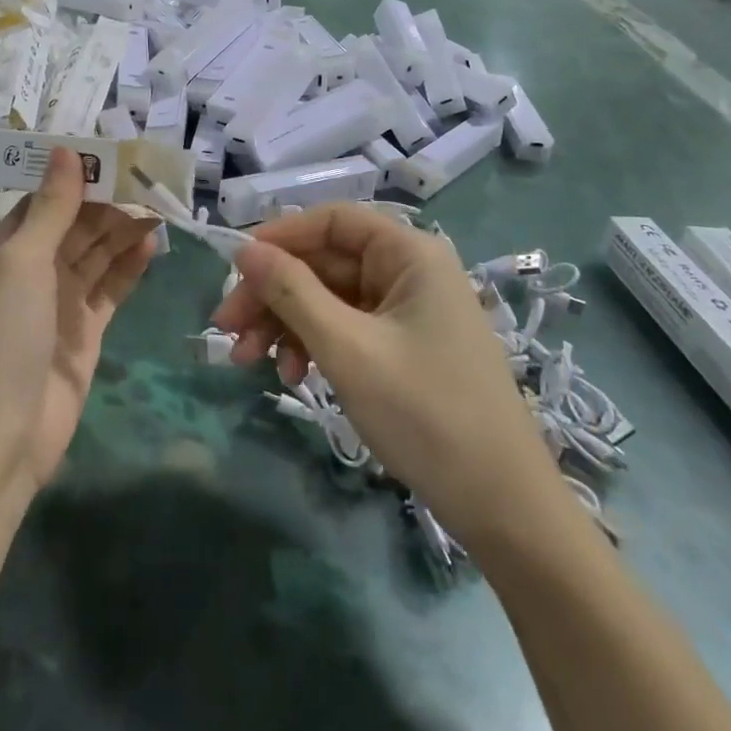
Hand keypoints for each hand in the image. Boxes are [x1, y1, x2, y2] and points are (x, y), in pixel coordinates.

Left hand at [0, 149, 159, 490]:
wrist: (0, 436)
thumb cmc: (2, 337)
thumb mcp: (23, 262)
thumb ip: (51, 208)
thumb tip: (65, 150)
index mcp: (4, 247)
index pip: (44, 199)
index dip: (75, 177)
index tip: (112, 153)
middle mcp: (31, 269)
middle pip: (74, 224)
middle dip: (108, 202)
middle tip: (149, 179)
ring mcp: (59, 301)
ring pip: (96, 254)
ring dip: (122, 230)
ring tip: (159, 205)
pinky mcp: (85, 331)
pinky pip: (110, 288)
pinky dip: (128, 267)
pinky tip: (151, 245)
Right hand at [209, 205, 550, 513]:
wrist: (504, 508)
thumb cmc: (426, 414)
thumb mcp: (347, 349)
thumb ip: (292, 292)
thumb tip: (245, 249)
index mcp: (409, 254)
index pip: (331, 221)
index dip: (279, 238)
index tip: (234, 269)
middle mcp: (410, 271)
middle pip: (324, 262)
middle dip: (273, 294)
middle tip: (227, 330)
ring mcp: (408, 311)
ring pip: (329, 298)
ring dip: (286, 324)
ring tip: (250, 362)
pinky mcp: (405, 346)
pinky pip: (346, 327)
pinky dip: (314, 344)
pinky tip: (294, 376)